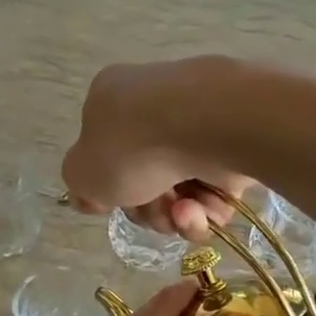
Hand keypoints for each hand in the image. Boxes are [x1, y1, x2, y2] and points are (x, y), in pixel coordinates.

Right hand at [62, 58, 251, 238]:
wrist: (208, 125)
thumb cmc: (133, 146)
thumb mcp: (82, 173)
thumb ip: (81, 186)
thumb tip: (94, 195)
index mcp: (111, 101)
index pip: (105, 154)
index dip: (109, 190)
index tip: (114, 206)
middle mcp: (154, 107)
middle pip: (145, 179)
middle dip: (148, 209)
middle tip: (154, 214)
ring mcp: (198, 124)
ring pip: (182, 189)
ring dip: (177, 214)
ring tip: (184, 212)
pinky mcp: (235, 143)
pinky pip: (216, 189)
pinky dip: (209, 206)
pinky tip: (205, 206)